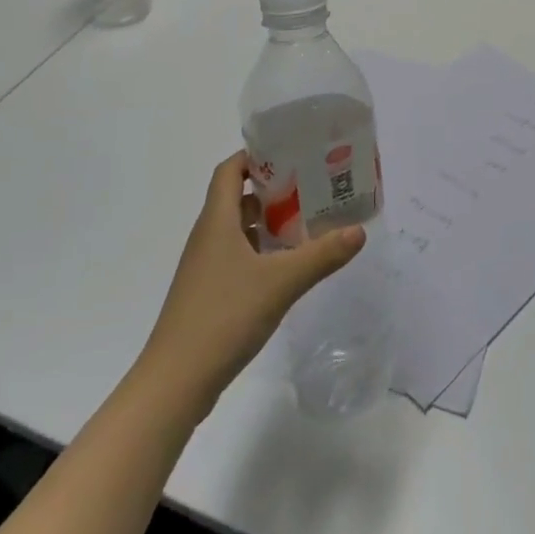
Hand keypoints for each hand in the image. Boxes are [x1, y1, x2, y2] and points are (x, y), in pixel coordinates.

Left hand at [139, 151, 364, 416]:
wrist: (175, 382)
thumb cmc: (224, 317)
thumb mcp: (281, 282)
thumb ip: (321, 255)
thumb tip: (359, 230)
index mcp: (217, 222)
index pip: (229, 171)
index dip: (254, 156)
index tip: (289, 152)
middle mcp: (207, 237)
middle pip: (237, 198)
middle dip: (273, 190)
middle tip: (312, 187)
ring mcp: (205, 268)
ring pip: (238, 230)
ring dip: (269, 223)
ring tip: (307, 224)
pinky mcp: (208, 294)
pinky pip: (237, 257)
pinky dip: (261, 252)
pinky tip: (287, 268)